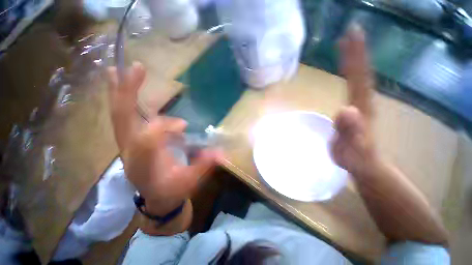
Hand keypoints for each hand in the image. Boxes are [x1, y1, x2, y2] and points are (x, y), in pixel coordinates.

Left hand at [107, 62, 218, 216]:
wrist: (157, 198)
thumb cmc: (173, 190)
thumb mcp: (190, 181)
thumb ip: (204, 165)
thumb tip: (222, 153)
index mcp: (145, 164)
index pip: (148, 138)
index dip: (165, 127)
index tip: (184, 126)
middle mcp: (130, 152)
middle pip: (123, 119)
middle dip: (129, 93)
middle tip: (135, 68)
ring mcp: (126, 144)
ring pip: (118, 115)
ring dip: (119, 92)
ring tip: (117, 69)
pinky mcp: (130, 140)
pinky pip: (123, 117)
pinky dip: (122, 100)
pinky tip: (123, 86)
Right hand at [331, 25, 376, 175]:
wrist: (365, 165)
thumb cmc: (355, 158)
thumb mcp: (350, 149)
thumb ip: (350, 132)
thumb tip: (346, 110)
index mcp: (360, 108)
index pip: (358, 78)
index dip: (354, 57)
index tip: (349, 36)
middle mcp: (363, 102)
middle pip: (360, 72)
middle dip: (356, 51)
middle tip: (350, 31)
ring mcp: (360, 105)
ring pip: (359, 77)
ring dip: (355, 59)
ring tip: (348, 44)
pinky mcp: (356, 109)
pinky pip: (354, 86)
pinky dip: (351, 73)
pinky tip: (348, 69)